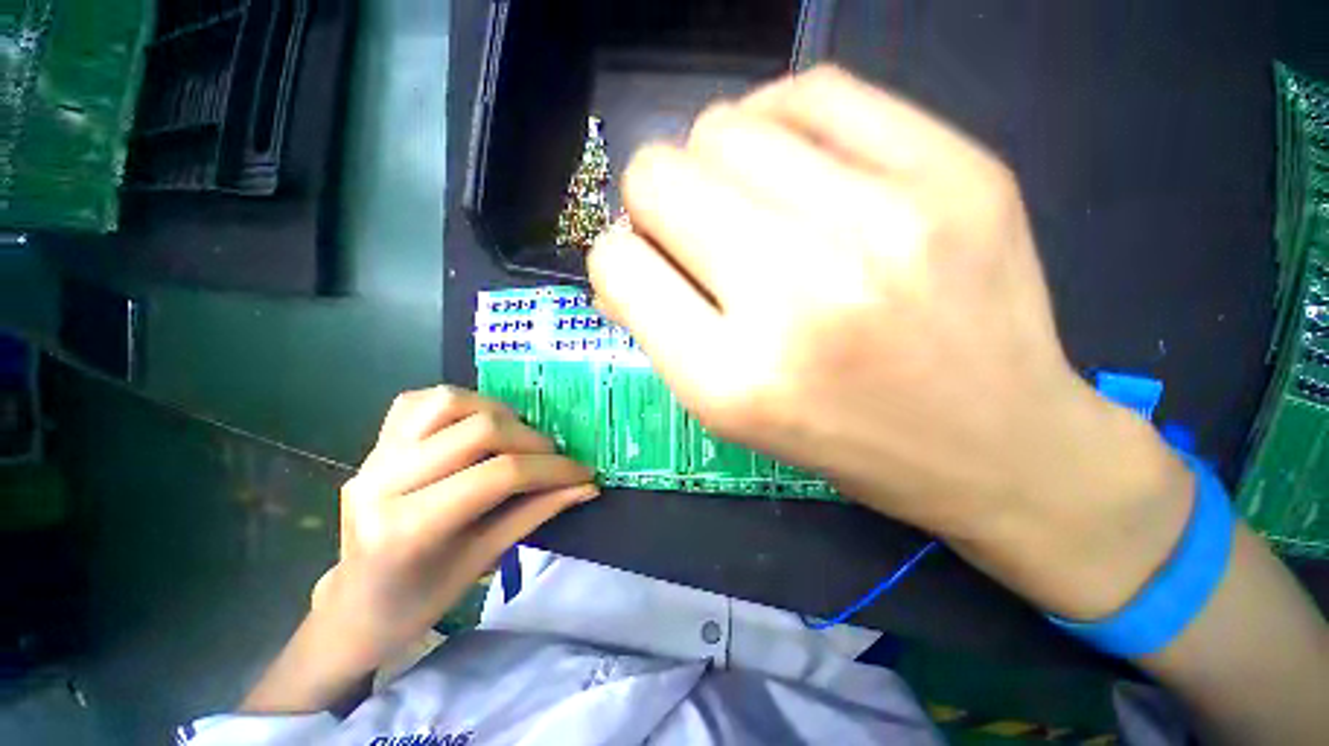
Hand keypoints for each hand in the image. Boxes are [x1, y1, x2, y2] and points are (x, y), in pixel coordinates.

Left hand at [313, 387, 595, 669]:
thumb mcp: (475, 566)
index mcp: (408, 527)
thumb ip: (526, 518)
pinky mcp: (369, 446)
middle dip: (527, 439)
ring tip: (518, 438)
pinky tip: (474, 427)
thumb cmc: (417, 605)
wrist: (357, 605)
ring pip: (441, 402)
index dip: (547, 471)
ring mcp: (371, 457)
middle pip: (470, 430)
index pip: (492, 476)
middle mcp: (383, 479)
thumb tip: (582, 487)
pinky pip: (414, 404)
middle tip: (556, 459)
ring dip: (492, 411)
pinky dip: (454, 406)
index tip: (583, 473)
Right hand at [588, 65, 1190, 619]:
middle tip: (727, 219)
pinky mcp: (954, 173)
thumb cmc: (876, 447)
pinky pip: (819, 87)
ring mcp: (891, 219)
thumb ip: (675, 322)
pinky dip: (795, 109)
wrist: (1010, 445)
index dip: (633, 250)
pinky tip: (820, 144)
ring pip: (728, 121)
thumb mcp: (750, 422)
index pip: (618, 257)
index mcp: (741, 382)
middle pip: (660, 171)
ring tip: (777, 182)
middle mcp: (807, 290)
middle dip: (673, 192)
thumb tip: (641, 222)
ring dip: (730, 150)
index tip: (670, 256)